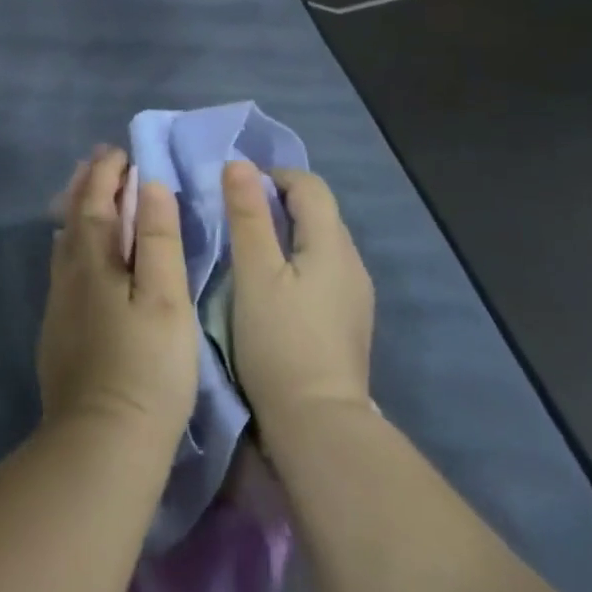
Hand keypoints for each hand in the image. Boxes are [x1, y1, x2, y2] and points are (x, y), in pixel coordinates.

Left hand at [38, 147, 198, 452]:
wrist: (101, 444)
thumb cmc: (147, 368)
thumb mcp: (165, 299)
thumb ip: (156, 239)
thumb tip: (150, 185)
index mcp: (93, 260)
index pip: (97, 201)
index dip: (108, 173)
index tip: (121, 151)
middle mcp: (68, 274)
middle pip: (73, 217)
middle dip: (88, 185)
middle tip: (100, 162)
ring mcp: (58, 306)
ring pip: (64, 242)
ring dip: (77, 211)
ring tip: (88, 197)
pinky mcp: (57, 333)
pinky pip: (63, 268)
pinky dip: (73, 244)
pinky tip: (79, 257)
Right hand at [222, 162, 374, 434]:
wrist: (319, 426)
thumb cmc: (280, 342)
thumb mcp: (253, 273)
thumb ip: (247, 215)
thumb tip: (239, 164)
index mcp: (332, 244)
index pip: (309, 185)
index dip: (272, 177)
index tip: (235, 191)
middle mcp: (352, 263)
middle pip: (318, 212)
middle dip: (278, 204)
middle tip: (235, 220)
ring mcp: (355, 296)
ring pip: (320, 244)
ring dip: (287, 235)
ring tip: (248, 253)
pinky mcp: (348, 322)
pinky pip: (323, 272)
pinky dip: (296, 264)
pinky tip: (273, 290)